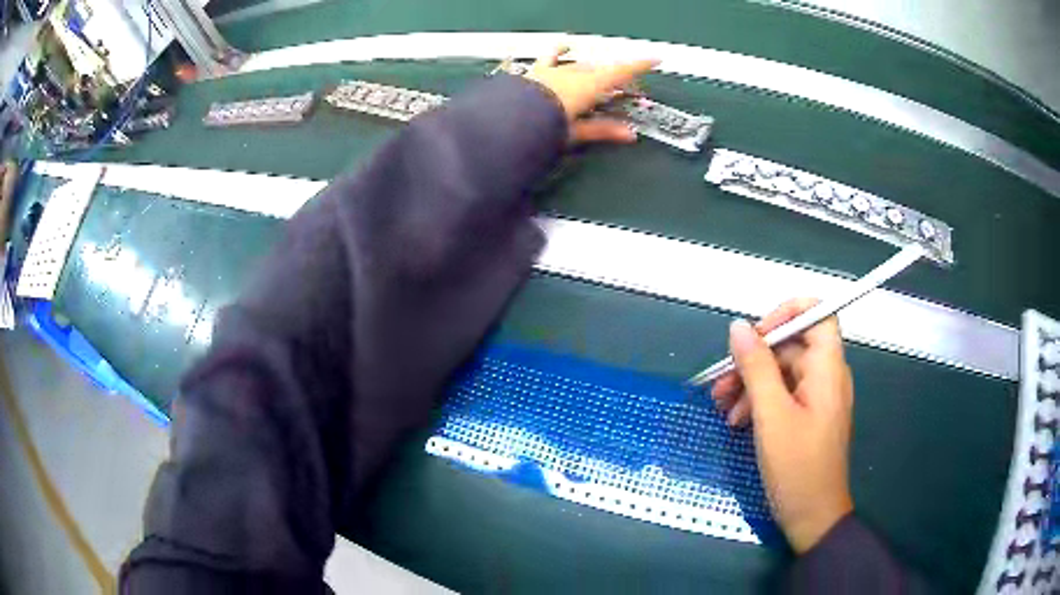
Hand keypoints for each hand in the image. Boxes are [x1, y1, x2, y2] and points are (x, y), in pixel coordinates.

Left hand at [525, 46, 658, 143]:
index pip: (620, 72)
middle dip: (616, 76)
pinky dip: (559, 51)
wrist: (508, 122)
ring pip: (580, 65)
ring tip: (601, 75)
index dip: (639, 65)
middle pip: (601, 70)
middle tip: (626, 87)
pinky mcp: (537, 72)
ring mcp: (554, 70)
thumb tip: (630, 135)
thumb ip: (602, 130)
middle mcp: (573, 73)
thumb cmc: (545, 129)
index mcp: (587, 86)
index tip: (656, 58)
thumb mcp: (576, 133)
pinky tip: (564, 44)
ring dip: (593, 70)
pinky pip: (550, 57)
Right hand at [711, 298, 854, 553]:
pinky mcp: (807, 416)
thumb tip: (738, 327)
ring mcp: (817, 398)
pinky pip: (783, 395)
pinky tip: (736, 421)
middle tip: (720, 381)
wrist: (812, 516)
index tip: (754, 335)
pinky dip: (759, 402)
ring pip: (782, 372)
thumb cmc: (797, 466)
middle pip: (791, 346)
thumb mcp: (771, 416)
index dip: (786, 313)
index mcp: (828, 368)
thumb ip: (756, 367)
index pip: (817, 314)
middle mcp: (826, 376)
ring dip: (750, 383)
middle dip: (754, 359)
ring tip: (721, 406)